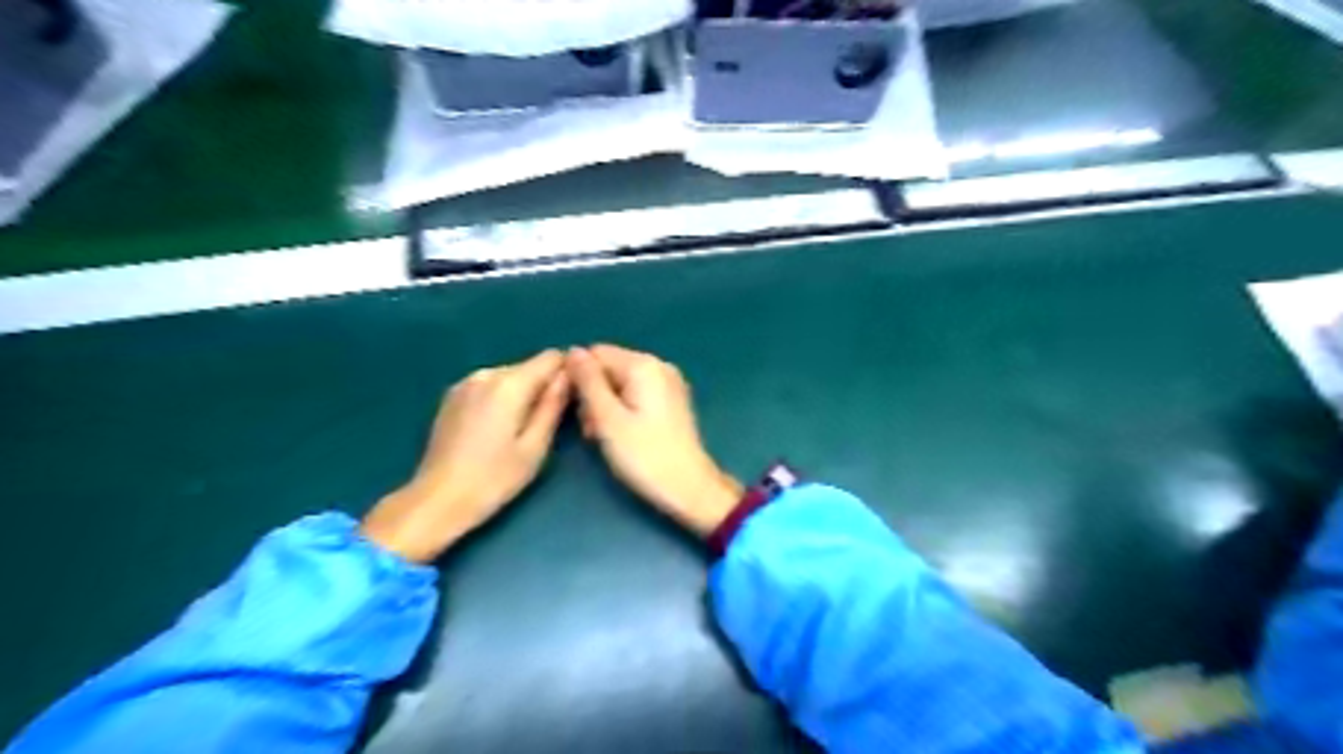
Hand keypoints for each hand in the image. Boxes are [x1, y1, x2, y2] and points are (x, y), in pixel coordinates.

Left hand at [360, 351, 568, 563]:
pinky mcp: (452, 397)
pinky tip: (498, 430)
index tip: (573, 398)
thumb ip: (554, 405)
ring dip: (522, 394)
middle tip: (549, 423)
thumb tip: (569, 376)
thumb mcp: (536, 447)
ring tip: (523, 430)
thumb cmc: (494, 479)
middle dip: (544, 386)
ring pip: (510, 377)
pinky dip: (502, 399)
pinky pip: (490, 386)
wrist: (436, 501)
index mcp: (509, 384)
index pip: (551, 357)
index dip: (568, 372)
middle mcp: (486, 374)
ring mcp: (465, 383)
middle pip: (529, 366)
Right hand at [561, 346, 739, 534]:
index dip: (578, 378)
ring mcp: (669, 383)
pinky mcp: (672, 401)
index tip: (575, 410)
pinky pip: (636, 394)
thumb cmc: (644, 455)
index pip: (595, 353)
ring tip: (603, 436)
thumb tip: (572, 351)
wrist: (689, 488)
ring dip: (605, 405)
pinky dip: (623, 410)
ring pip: (621, 383)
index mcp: (644, 365)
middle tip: (592, 430)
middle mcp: (659, 366)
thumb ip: (588, 382)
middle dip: (593, 394)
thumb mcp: (607, 418)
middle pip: (609, 367)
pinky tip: (621, 434)